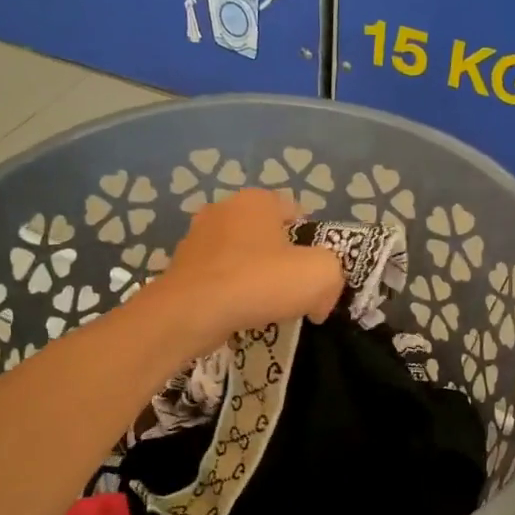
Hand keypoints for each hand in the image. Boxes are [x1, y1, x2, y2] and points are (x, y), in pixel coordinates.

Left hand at [157, 189, 344, 349]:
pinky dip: (230, 293)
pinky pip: (218, 278)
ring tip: (265, 308)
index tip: (315, 274)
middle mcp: (224, 209)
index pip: (297, 212)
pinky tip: (238, 314)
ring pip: (241, 257)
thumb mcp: (320, 275)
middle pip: (267, 235)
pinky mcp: (182, 267)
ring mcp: (197, 237)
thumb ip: (332, 276)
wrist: (190, 312)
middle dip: (281, 261)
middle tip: (293, 293)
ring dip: (254, 278)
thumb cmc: (258, 282)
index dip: (313, 243)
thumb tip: (319, 300)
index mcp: (257, 200)